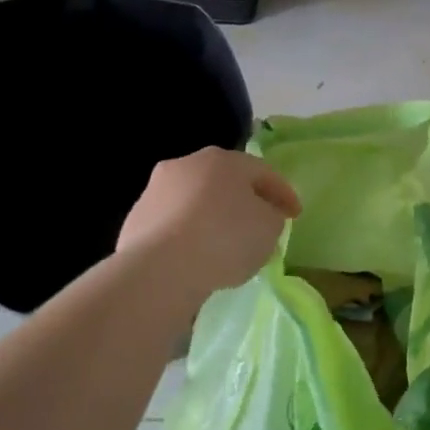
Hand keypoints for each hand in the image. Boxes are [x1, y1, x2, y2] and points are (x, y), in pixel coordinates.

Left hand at [117, 148, 300, 294]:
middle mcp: (187, 164)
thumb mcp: (269, 228)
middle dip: (243, 201)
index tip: (295, 215)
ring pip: (195, 201)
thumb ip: (271, 216)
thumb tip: (260, 215)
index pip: (263, 172)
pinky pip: (173, 225)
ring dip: (212, 217)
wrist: (160, 269)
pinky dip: (188, 236)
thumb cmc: (225, 239)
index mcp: (224, 159)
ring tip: (225, 246)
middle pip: (225, 181)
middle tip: (259, 225)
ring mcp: (156, 190)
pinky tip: (196, 258)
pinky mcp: (135, 219)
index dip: (283, 194)